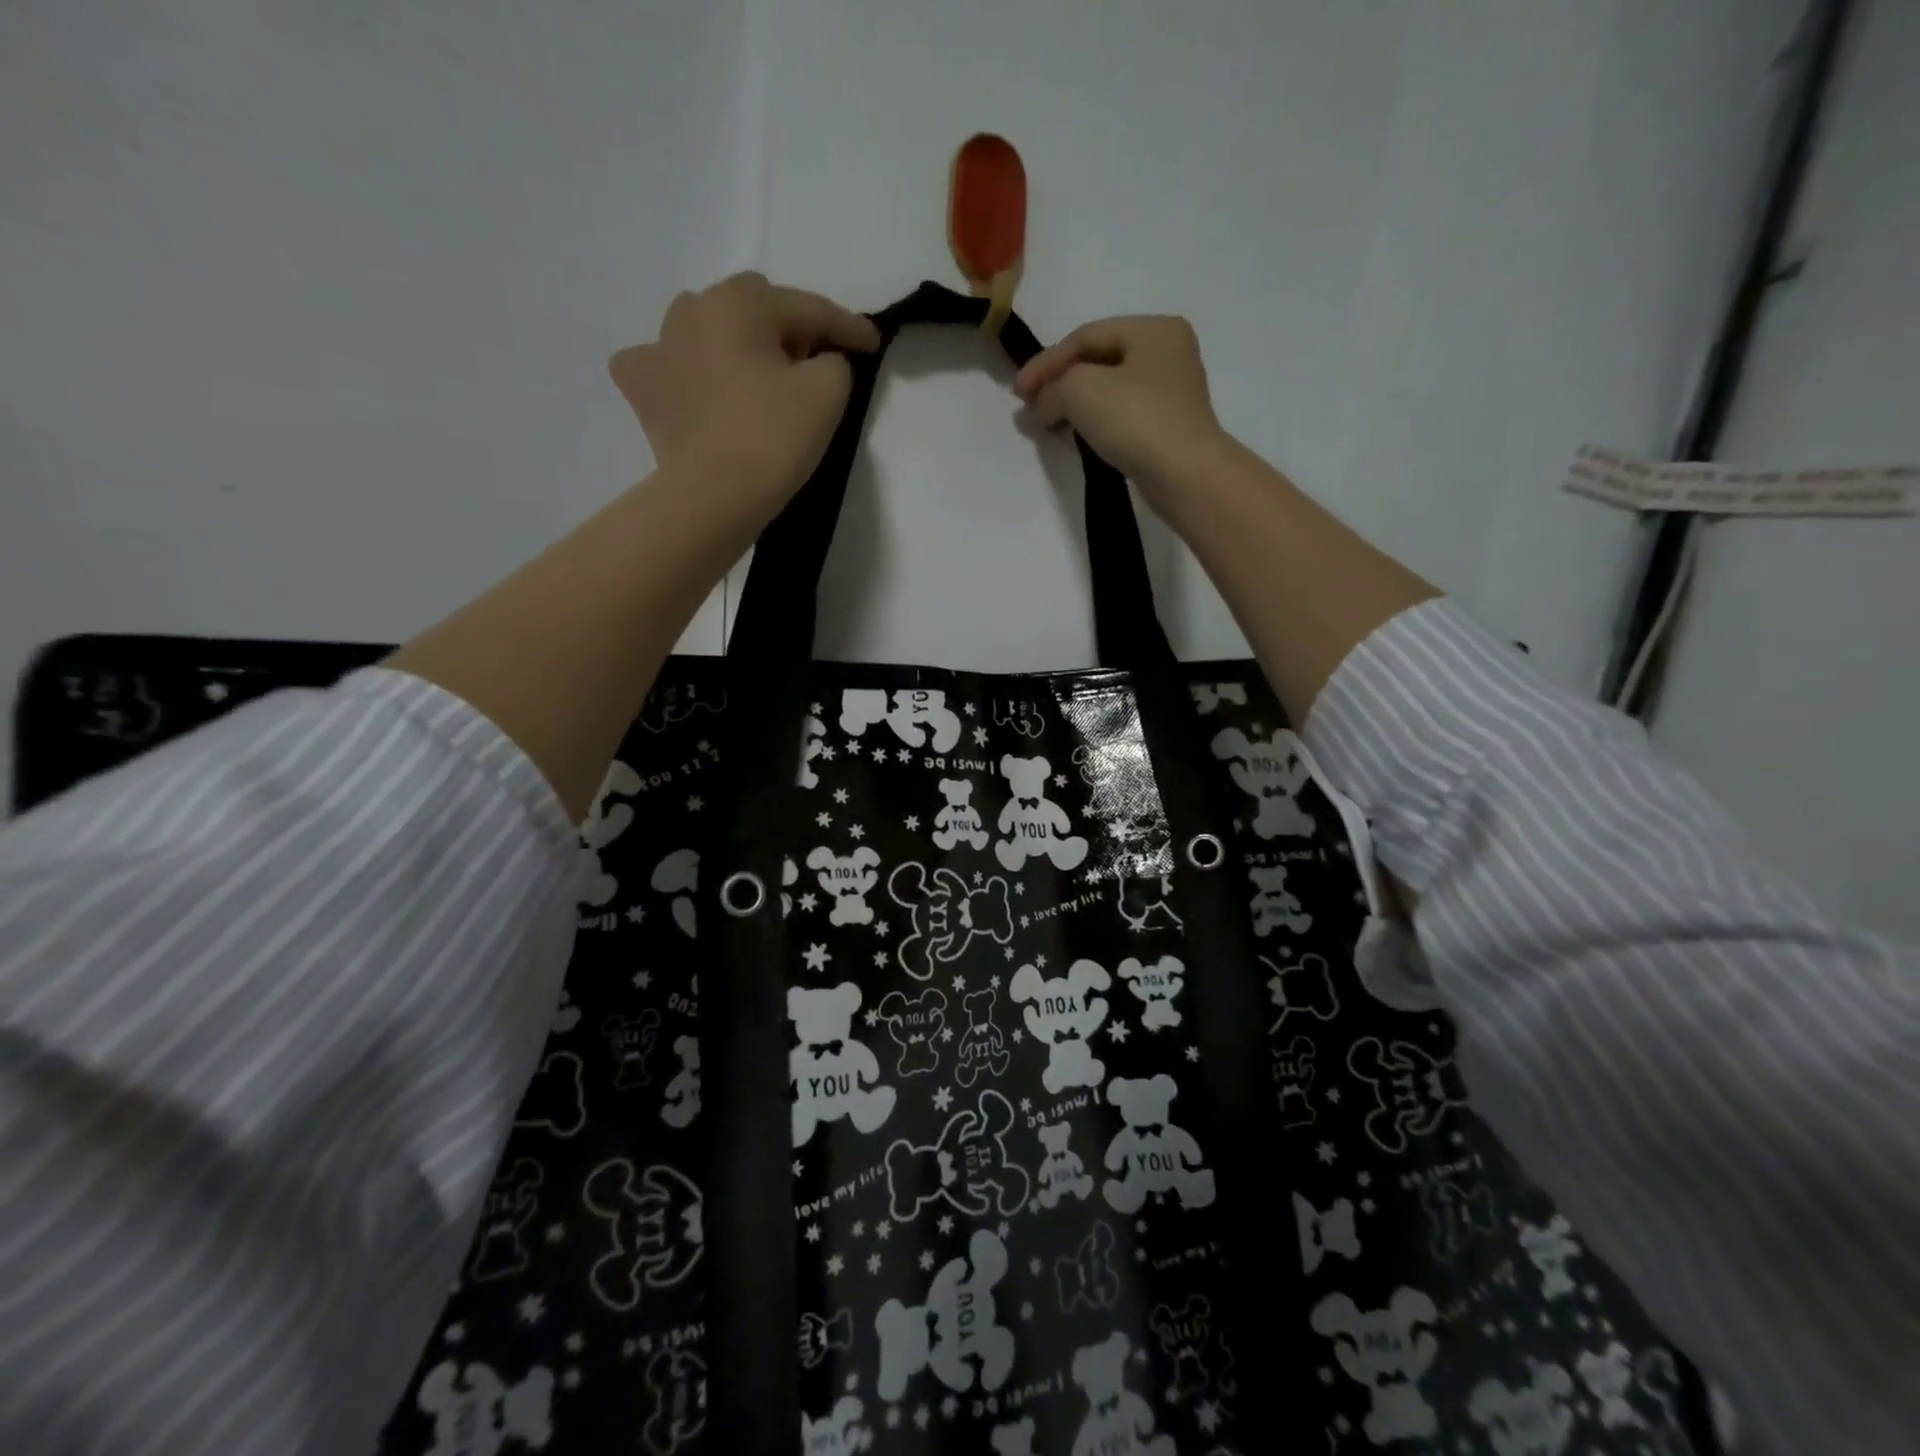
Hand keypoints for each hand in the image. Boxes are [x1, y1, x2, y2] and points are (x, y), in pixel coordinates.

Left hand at [609, 272, 879, 525]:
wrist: (712, 497)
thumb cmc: (772, 438)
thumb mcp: (828, 393)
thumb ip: (835, 361)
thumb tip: (821, 361)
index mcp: (739, 302)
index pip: (807, 307)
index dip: (847, 326)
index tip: (873, 343)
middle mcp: (692, 309)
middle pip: (754, 309)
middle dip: (788, 329)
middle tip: (814, 362)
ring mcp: (657, 346)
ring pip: (710, 331)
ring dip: (737, 344)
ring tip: (757, 374)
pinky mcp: (642, 388)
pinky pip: (668, 365)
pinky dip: (689, 372)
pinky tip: (699, 388)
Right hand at [1013, 315, 1228, 502]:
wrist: (1185, 475)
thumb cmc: (1135, 419)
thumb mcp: (1080, 390)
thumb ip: (1053, 388)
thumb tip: (1042, 404)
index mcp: (1154, 328)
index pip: (1086, 336)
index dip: (1046, 362)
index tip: (1017, 393)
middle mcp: (1169, 352)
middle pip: (1099, 360)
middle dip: (1060, 382)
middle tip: (1030, 406)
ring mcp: (1173, 391)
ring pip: (1110, 388)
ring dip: (1074, 403)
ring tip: (1047, 422)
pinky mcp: (1169, 426)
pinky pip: (1122, 414)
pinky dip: (1095, 420)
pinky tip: (1077, 434)